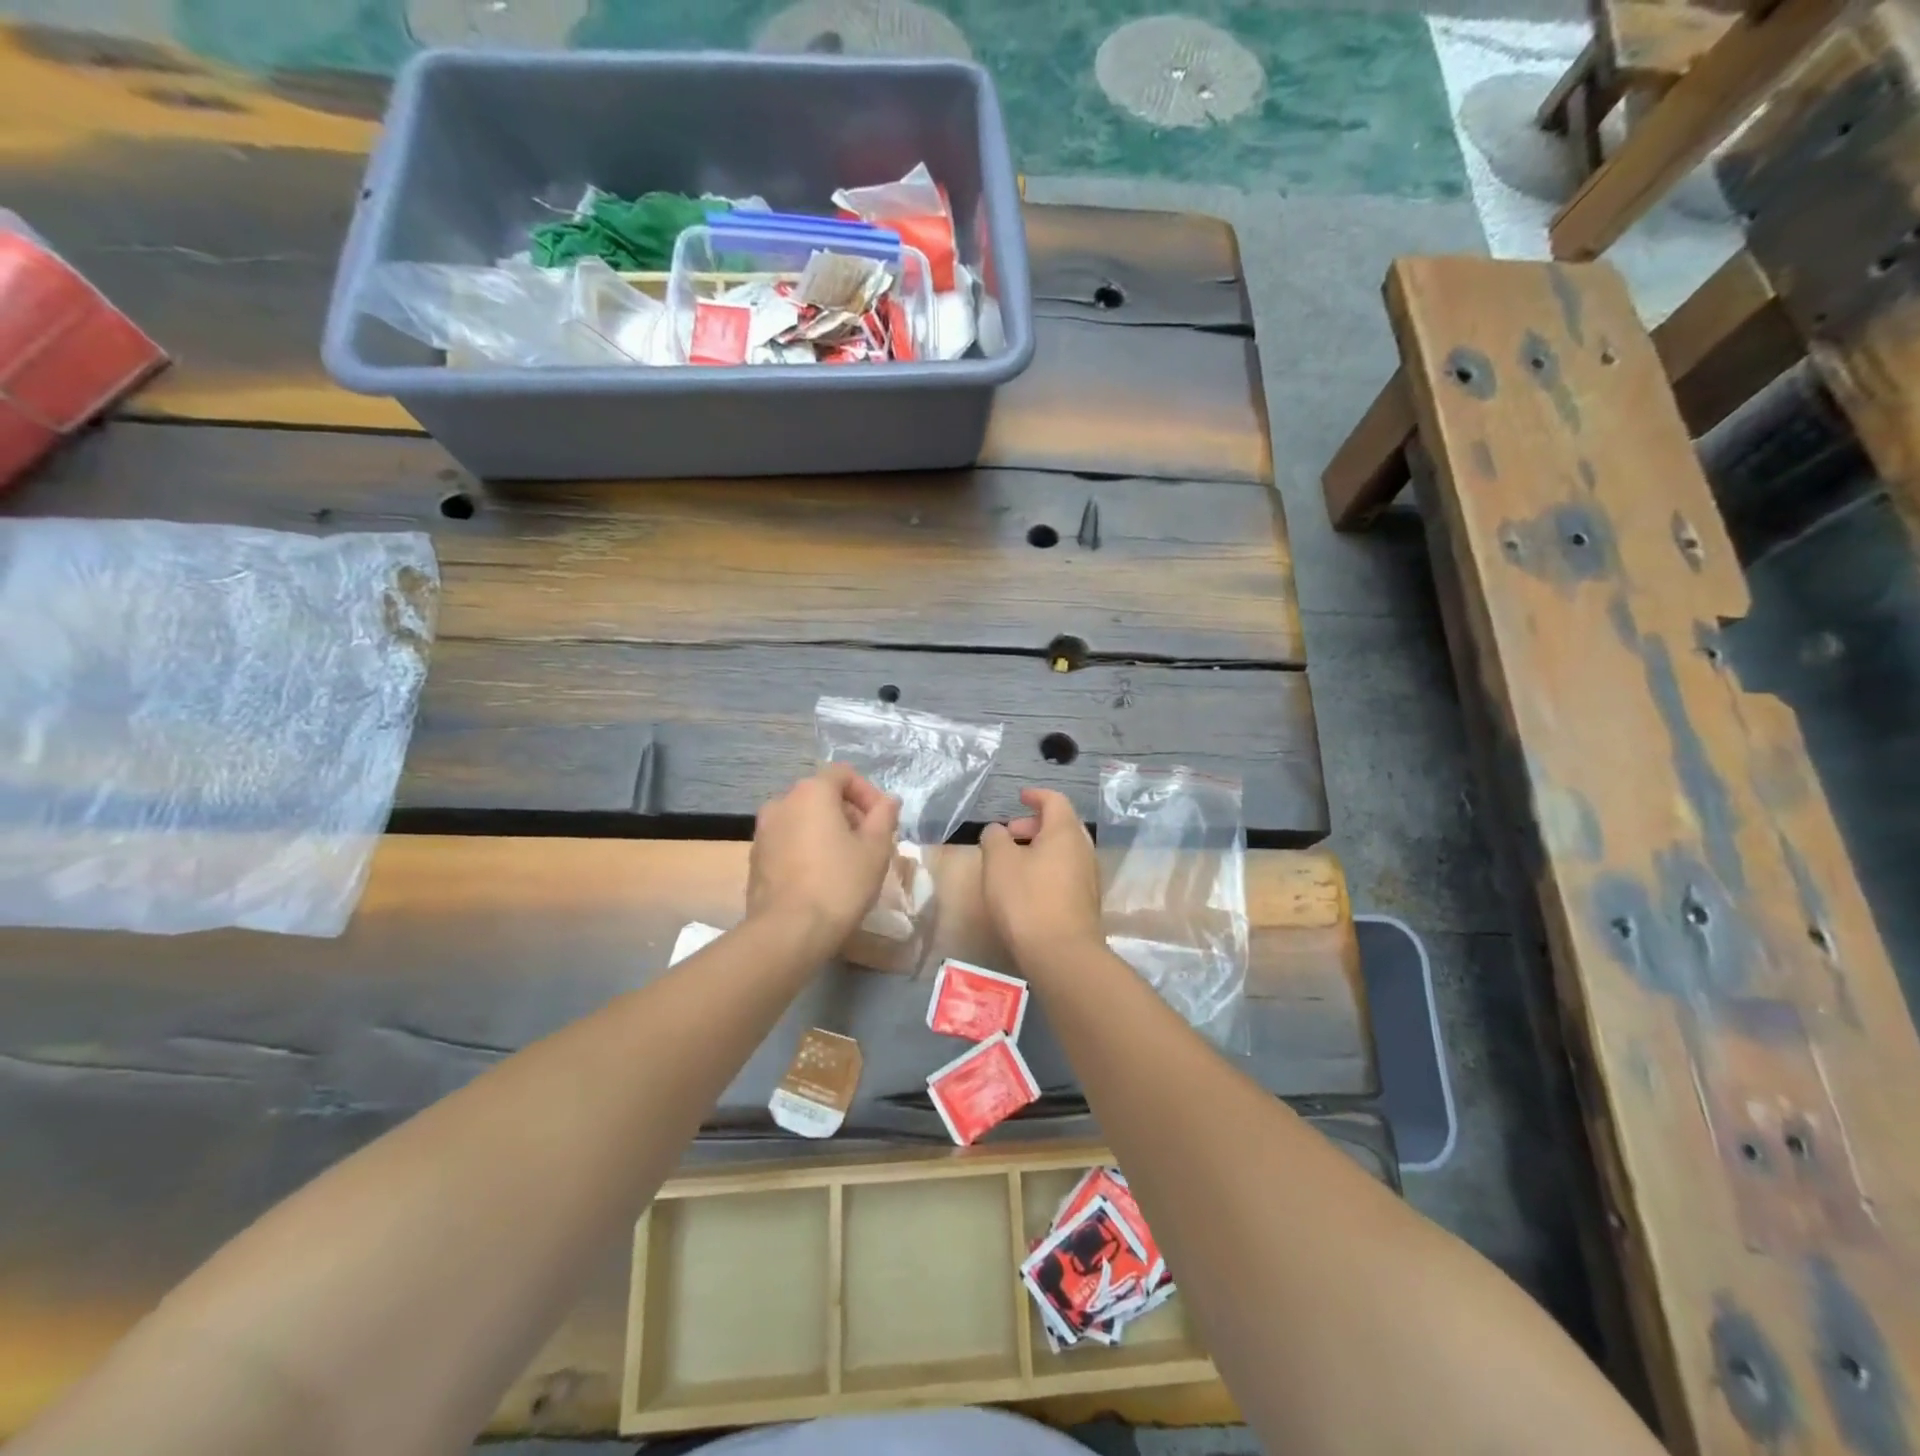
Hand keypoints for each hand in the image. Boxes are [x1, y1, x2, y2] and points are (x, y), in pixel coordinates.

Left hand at [748, 765, 901, 946]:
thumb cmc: (839, 883)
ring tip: (846, 862)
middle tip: (869, 843)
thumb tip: (888, 801)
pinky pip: (788, 841)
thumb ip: (884, 817)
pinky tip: (821, 877)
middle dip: (849, 813)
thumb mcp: (876, 849)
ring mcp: (763, 831)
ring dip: (827, 831)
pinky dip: (807, 848)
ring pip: (803, 819)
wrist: (788, 931)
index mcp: (811, 793)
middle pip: (822, 795)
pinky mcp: (755, 858)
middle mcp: (781, 803)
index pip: (843, 774)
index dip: (868, 793)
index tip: (882, 821)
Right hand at [980, 787, 1102, 969]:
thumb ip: (994, 838)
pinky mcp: (1087, 902)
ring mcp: (1089, 877)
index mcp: (1065, 832)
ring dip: (1040, 848)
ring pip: (1064, 851)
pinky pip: (1066, 872)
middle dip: (1034, 824)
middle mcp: (1083, 849)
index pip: (1054, 800)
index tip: (1019, 797)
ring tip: (1014, 861)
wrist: (1062, 954)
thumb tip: (997, 831)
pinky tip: (1028, 887)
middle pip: (1062, 825)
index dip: (1036, 795)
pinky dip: (1047, 868)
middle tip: (1009, 833)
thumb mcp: (998, 862)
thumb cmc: (1027, 899)